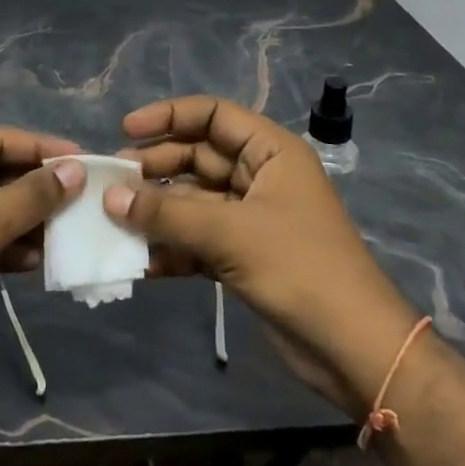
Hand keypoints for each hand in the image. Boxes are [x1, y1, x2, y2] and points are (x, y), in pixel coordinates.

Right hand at [107, 97, 418, 412]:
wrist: (354, 350)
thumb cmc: (300, 269)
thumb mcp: (231, 234)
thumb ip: (168, 214)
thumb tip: (110, 196)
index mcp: (271, 152)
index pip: (213, 115)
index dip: (170, 116)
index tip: (126, 129)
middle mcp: (260, 177)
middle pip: (198, 157)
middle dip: (156, 167)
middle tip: (112, 181)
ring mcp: (251, 218)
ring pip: (193, 200)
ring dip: (158, 210)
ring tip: (114, 219)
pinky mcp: (243, 256)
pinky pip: (197, 239)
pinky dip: (171, 247)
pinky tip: (139, 261)